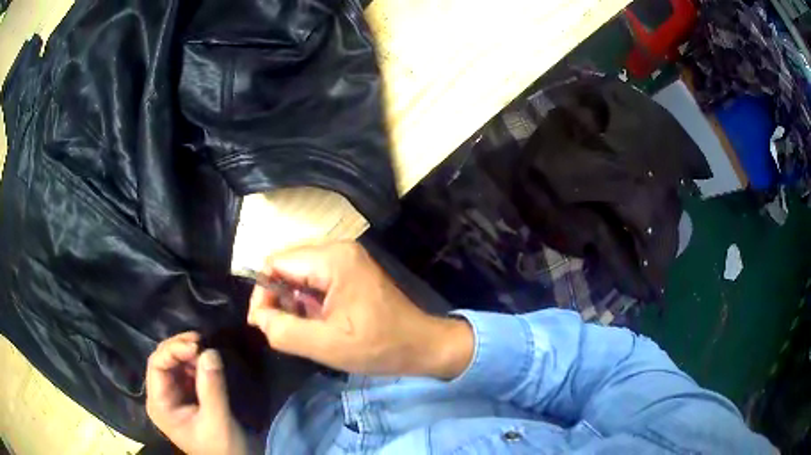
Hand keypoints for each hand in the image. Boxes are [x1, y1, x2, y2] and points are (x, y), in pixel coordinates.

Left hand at [146, 332, 246, 454]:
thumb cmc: (223, 448)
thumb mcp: (217, 422)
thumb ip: (212, 389)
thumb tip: (210, 352)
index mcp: (160, 405)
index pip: (156, 366)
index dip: (173, 350)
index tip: (197, 345)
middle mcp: (163, 396)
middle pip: (163, 360)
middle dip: (181, 347)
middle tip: (203, 341)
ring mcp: (175, 394)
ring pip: (175, 362)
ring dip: (190, 352)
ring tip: (208, 348)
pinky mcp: (189, 395)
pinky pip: (188, 370)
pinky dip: (198, 361)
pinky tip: (208, 358)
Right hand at [247, 242, 473, 378]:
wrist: (422, 345)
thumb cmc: (379, 346)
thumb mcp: (326, 345)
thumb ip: (284, 331)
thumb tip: (258, 317)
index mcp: (333, 259)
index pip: (276, 263)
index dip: (262, 293)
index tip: (263, 324)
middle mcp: (338, 249)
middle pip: (286, 265)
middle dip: (277, 298)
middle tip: (281, 329)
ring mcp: (346, 258)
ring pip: (298, 273)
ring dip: (293, 301)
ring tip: (303, 328)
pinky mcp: (351, 271)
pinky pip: (314, 279)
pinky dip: (307, 301)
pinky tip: (317, 321)